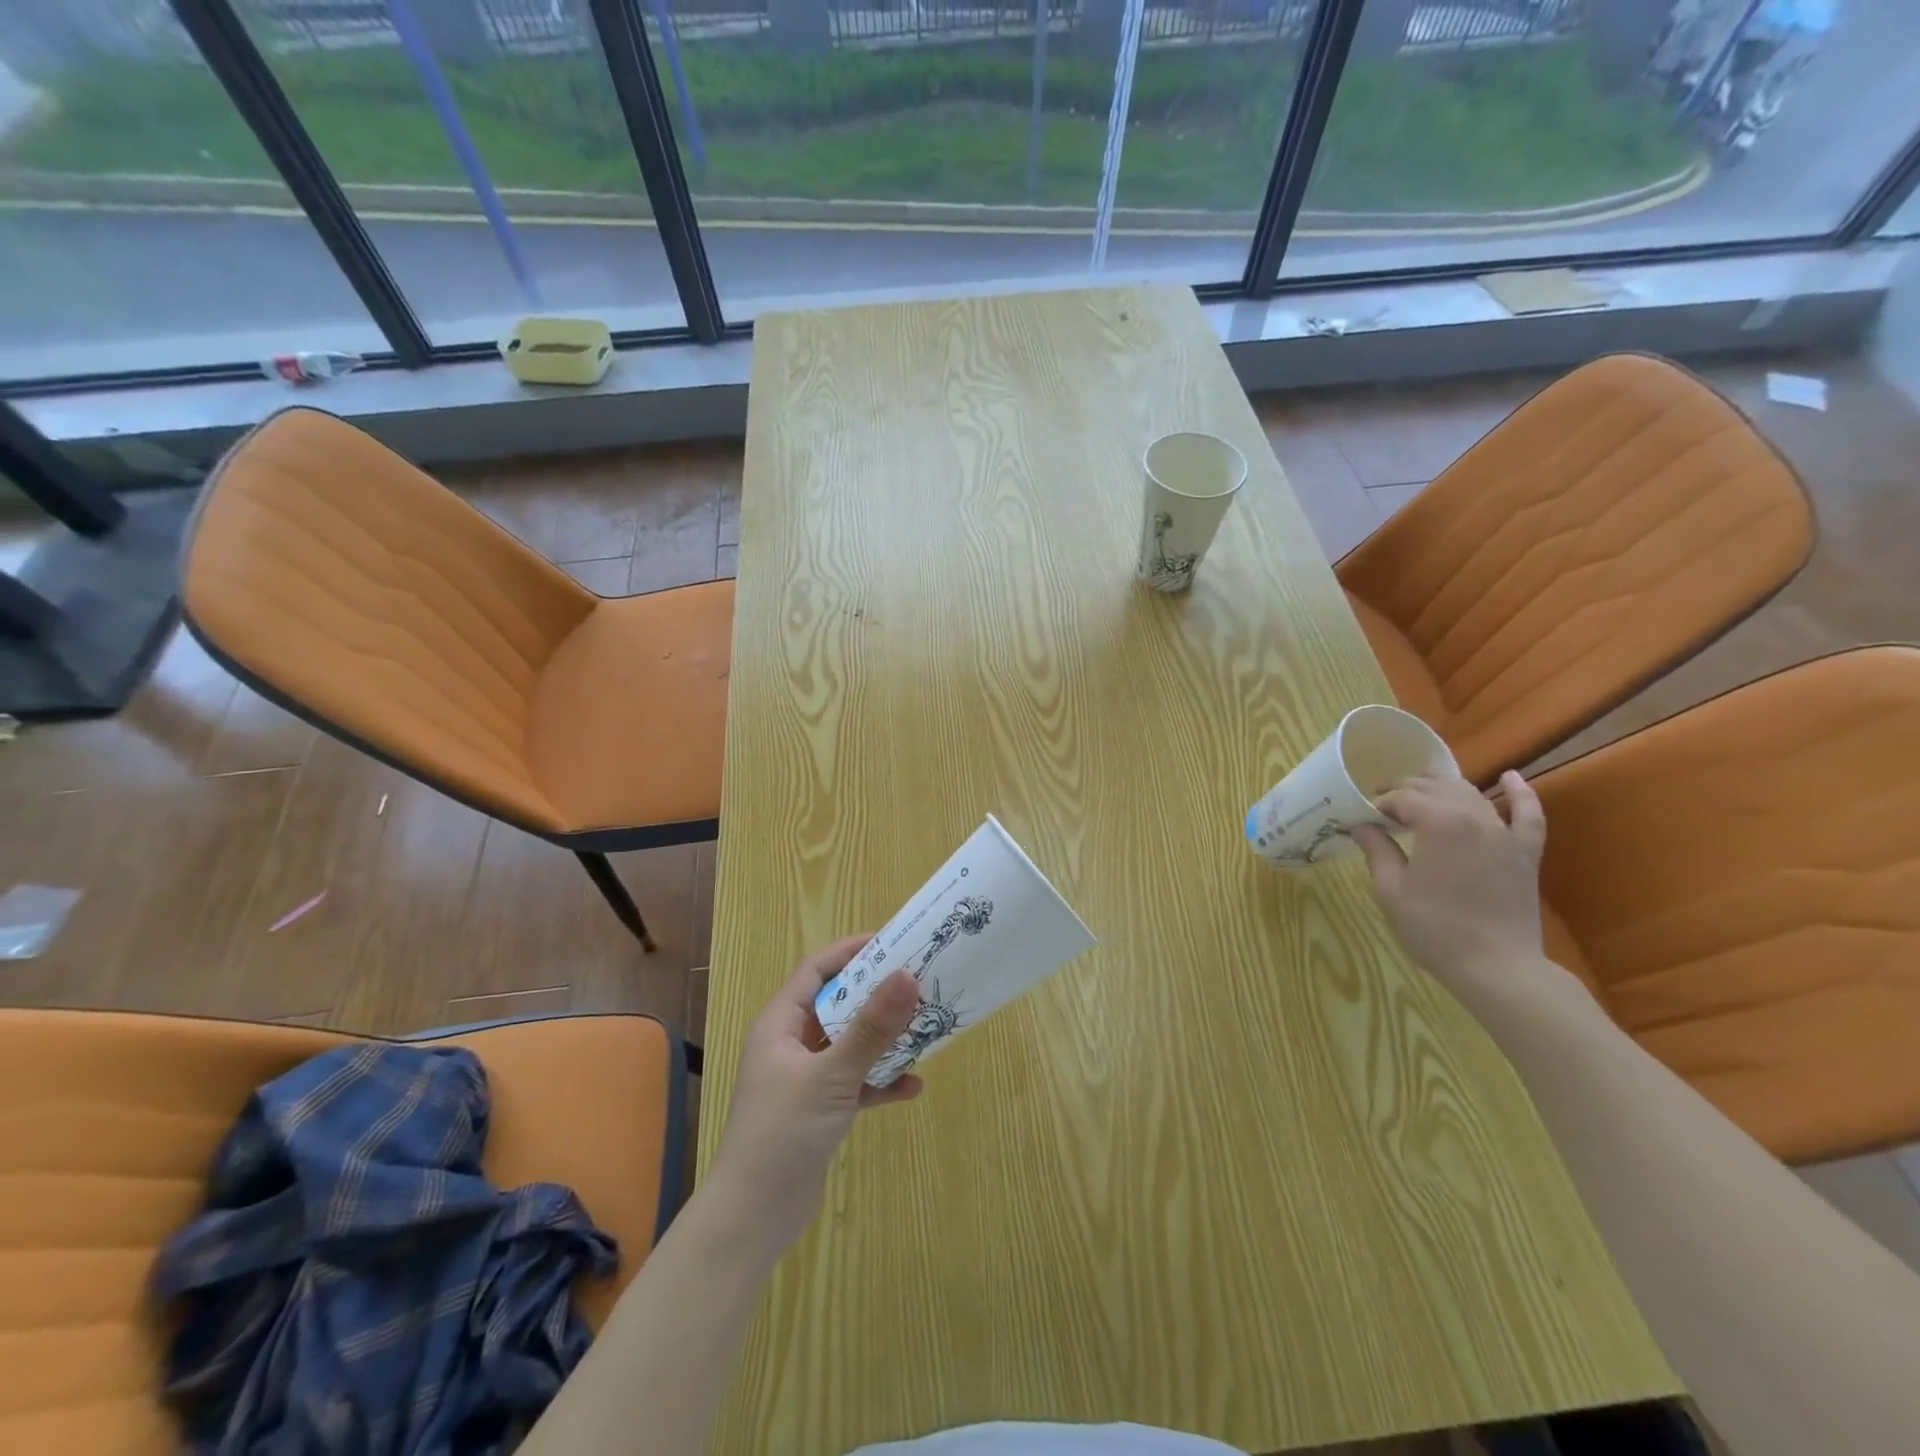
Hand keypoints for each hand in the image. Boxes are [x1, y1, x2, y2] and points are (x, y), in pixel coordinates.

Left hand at [705, 935, 922, 1260]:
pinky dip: (879, 1081)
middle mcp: (791, 1044)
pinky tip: (911, 1087)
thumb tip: (908, 976)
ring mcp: (805, 1078)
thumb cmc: (783, 1133)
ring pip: (849, 1044)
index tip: (892, 942)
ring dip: (883, 1038)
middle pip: (838, 1004)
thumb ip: (871, 1028)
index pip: (816, 970)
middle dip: (876, 995)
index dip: (851, 951)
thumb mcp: (832, 1075)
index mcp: (781, 1024)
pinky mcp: (818, 1109)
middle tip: (918, 982)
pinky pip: (854, 1081)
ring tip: (923, 1028)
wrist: (753, 1218)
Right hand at [1350, 771, 1561, 1015]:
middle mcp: (1475, 817)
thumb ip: (1377, 850)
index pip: (1403, 798)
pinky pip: (1528, 815)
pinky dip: (1520, 793)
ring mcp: (1505, 834)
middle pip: (1436, 788)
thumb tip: (1361, 826)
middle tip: (1383, 806)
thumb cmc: (1434, 928)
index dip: (1380, 803)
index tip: (1363, 816)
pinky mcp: (1525, 853)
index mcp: (1439, 823)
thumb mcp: (1392, 890)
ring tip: (1421, 794)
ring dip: (1443, 788)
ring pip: (1472, 795)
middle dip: (1406, 790)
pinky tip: (1510, 777)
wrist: (1497, 967)